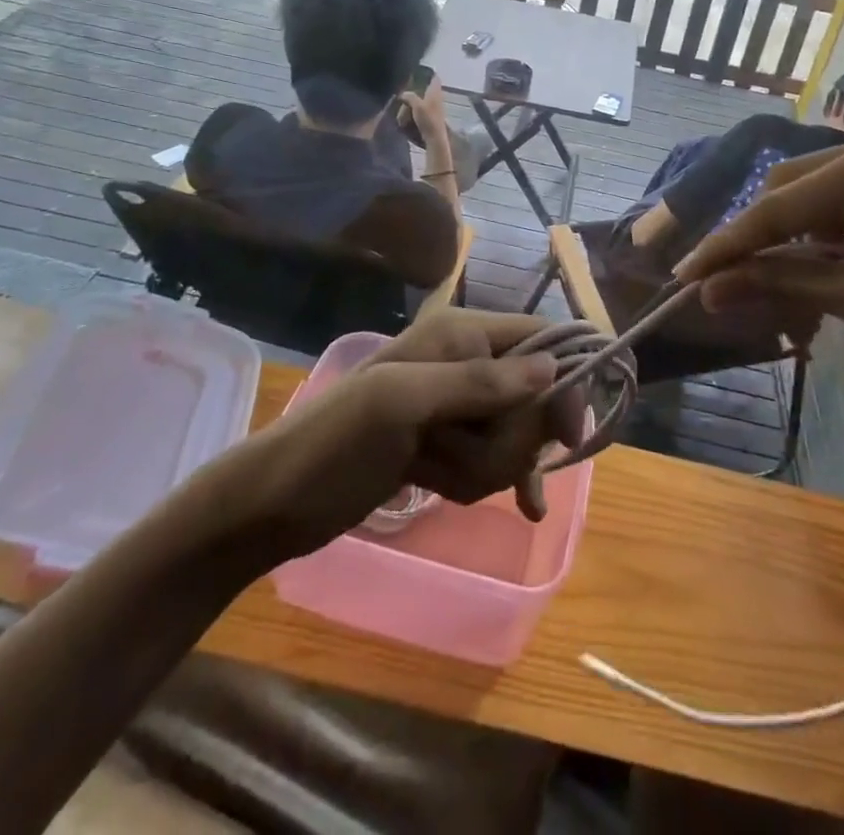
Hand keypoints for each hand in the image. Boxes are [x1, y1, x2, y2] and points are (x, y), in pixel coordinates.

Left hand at [252, 310, 581, 556]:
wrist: (276, 500)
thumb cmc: (336, 441)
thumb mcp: (403, 403)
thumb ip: (477, 383)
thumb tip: (552, 367)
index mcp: (458, 334)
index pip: (539, 338)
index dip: (565, 377)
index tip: (566, 432)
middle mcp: (464, 362)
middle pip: (532, 396)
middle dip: (510, 438)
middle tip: (463, 455)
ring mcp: (455, 407)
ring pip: (514, 435)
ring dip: (489, 465)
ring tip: (438, 473)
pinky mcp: (446, 444)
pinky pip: (496, 459)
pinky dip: (500, 478)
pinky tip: (524, 507)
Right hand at [400, 77, 449, 145]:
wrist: (435, 137)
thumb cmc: (428, 119)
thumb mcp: (417, 105)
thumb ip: (410, 96)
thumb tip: (402, 93)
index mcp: (435, 91)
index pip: (435, 77)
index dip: (428, 73)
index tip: (418, 72)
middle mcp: (438, 97)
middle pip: (428, 88)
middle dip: (418, 88)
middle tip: (406, 89)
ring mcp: (436, 107)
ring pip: (425, 99)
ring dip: (415, 101)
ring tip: (404, 104)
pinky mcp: (433, 116)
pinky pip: (423, 108)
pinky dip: (416, 109)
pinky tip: (409, 114)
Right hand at [675, 127, 843, 380]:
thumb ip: (783, 284)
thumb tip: (711, 290)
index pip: (774, 208)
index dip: (726, 246)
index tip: (684, 276)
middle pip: (789, 187)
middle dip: (758, 237)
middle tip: (734, 285)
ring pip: (817, 188)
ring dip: (793, 233)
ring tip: (786, 282)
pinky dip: (829, 226)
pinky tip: (831, 260)